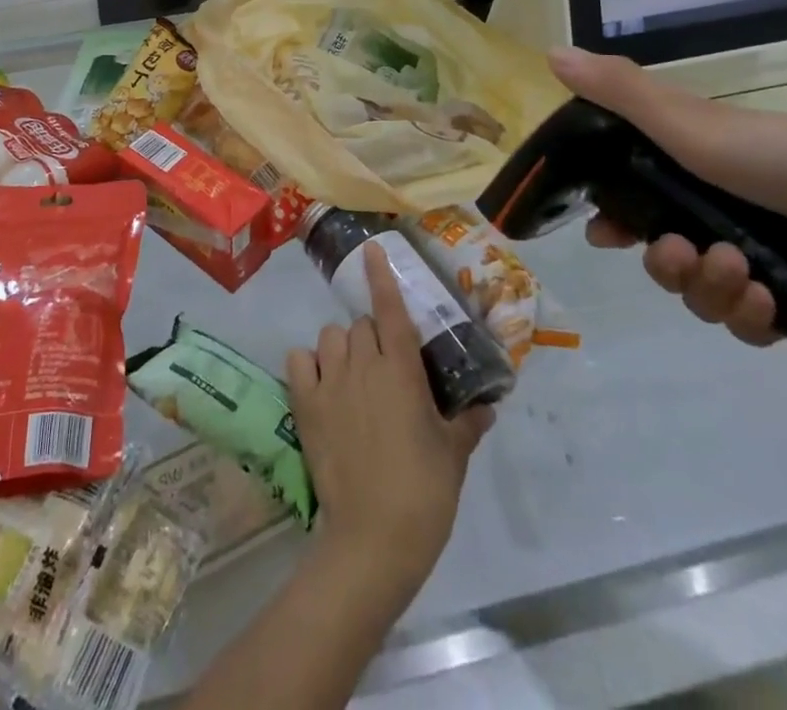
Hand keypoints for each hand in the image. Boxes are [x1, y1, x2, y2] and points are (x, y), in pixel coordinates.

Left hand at [287, 242, 492, 606]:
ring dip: (342, 347)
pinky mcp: (305, 403)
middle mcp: (363, 363)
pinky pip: (299, 360)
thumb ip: (469, 422)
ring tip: (352, 376)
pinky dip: (308, 364)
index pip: (390, 309)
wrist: (374, 536)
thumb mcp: (454, 454)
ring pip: (330, 336)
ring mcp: (331, 381)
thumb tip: (487, 407)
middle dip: (373, 336)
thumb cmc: (424, 491)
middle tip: (385, 367)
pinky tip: (320, 383)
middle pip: (362, 324)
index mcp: (401, 369)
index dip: (380, 276)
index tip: (371, 249)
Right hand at [548, 48, 786, 343]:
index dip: (612, 214)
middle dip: (662, 261)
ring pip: (700, 290)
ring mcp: (763, 256)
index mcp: (695, 165)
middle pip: (662, 249)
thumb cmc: (783, 159)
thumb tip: (549, 51)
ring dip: (705, 289)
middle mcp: (723, 209)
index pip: (634, 192)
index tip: (603, 232)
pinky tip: (764, 304)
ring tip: (737, 276)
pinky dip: (747, 316)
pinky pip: (746, 322)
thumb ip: (618, 93)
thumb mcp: (689, 121)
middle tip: (679, 254)